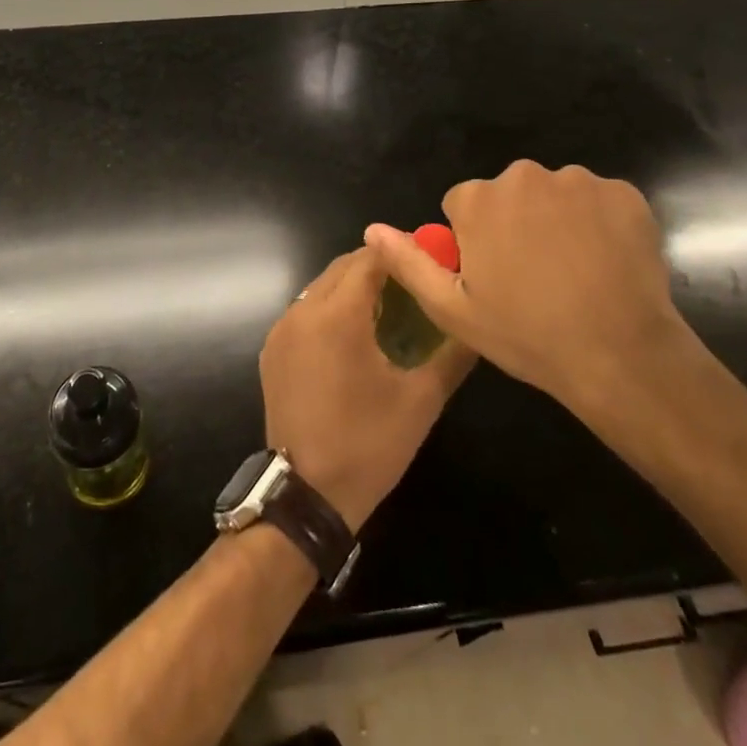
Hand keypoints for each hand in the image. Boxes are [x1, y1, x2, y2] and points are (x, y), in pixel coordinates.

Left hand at [260, 249, 475, 530]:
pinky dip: (330, 308)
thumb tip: (474, 324)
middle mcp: (303, 311)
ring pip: (321, 286)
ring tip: (389, 305)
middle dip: (377, 265)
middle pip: (343, 267)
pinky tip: (355, 334)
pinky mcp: (272, 350)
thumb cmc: (368, 444)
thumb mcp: (420, 401)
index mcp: (337, 315)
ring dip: (353, 286)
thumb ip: (451, 355)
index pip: (369, 258)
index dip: (399, 251)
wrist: (306, 494)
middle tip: (413, 281)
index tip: (428, 256)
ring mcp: (282, 330)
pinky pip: (305, 310)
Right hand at [363, 161, 690, 423]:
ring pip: (555, 195)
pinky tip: (606, 263)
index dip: (474, 240)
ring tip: (574, 272)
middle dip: (515, 222)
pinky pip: (599, 201)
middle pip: (509, 194)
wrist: (622, 355)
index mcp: (479, 199)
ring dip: (557, 220)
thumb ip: (409, 262)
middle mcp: (524, 176)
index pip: (464, 205)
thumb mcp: (453, 309)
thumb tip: (372, 229)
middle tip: (534, 277)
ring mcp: (578, 181)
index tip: (494, 276)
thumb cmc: (527, 335)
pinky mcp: (624, 193)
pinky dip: (599, 223)